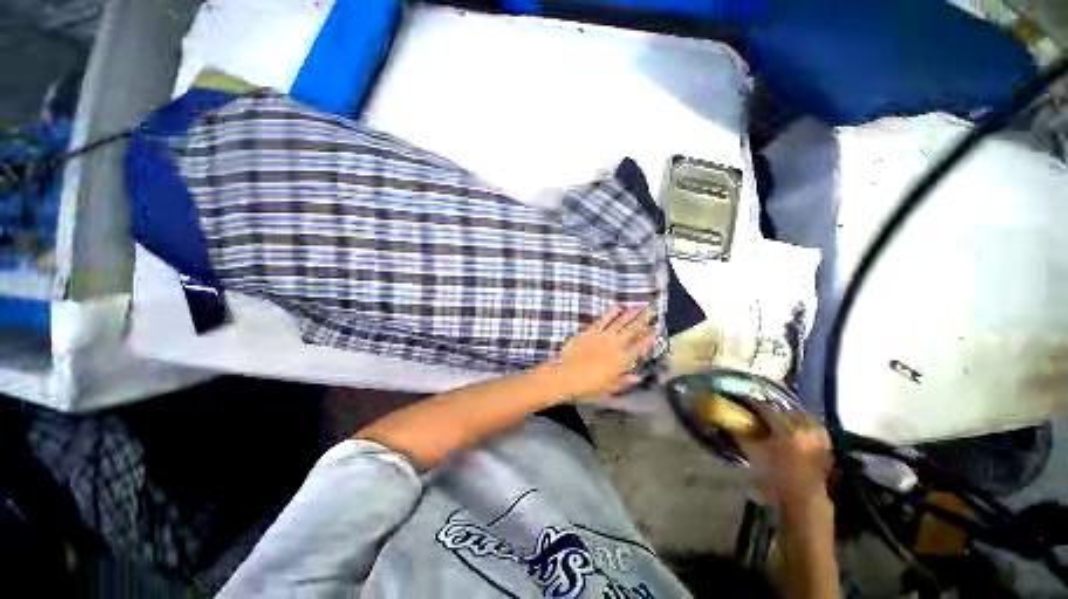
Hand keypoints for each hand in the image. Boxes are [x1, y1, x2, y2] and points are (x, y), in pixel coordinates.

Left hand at [545, 306, 656, 400]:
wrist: (566, 376)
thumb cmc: (588, 387)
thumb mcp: (609, 389)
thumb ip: (624, 381)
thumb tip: (638, 377)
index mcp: (621, 361)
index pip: (639, 348)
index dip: (648, 339)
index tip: (656, 330)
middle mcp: (615, 346)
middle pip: (632, 331)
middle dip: (643, 320)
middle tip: (652, 311)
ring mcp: (602, 337)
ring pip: (620, 322)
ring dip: (630, 314)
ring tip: (639, 306)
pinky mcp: (590, 331)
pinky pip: (603, 319)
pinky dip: (611, 312)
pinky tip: (618, 306)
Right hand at [739, 403, 832, 510]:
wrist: (802, 498)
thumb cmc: (775, 476)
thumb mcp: (753, 454)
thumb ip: (740, 435)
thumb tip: (728, 422)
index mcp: (786, 430)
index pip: (766, 408)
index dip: (753, 404)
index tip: (744, 401)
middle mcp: (805, 428)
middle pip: (785, 409)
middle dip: (772, 408)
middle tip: (760, 410)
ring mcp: (819, 435)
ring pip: (801, 414)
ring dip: (788, 414)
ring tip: (777, 417)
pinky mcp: (826, 443)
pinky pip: (813, 424)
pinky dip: (803, 422)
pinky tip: (795, 426)